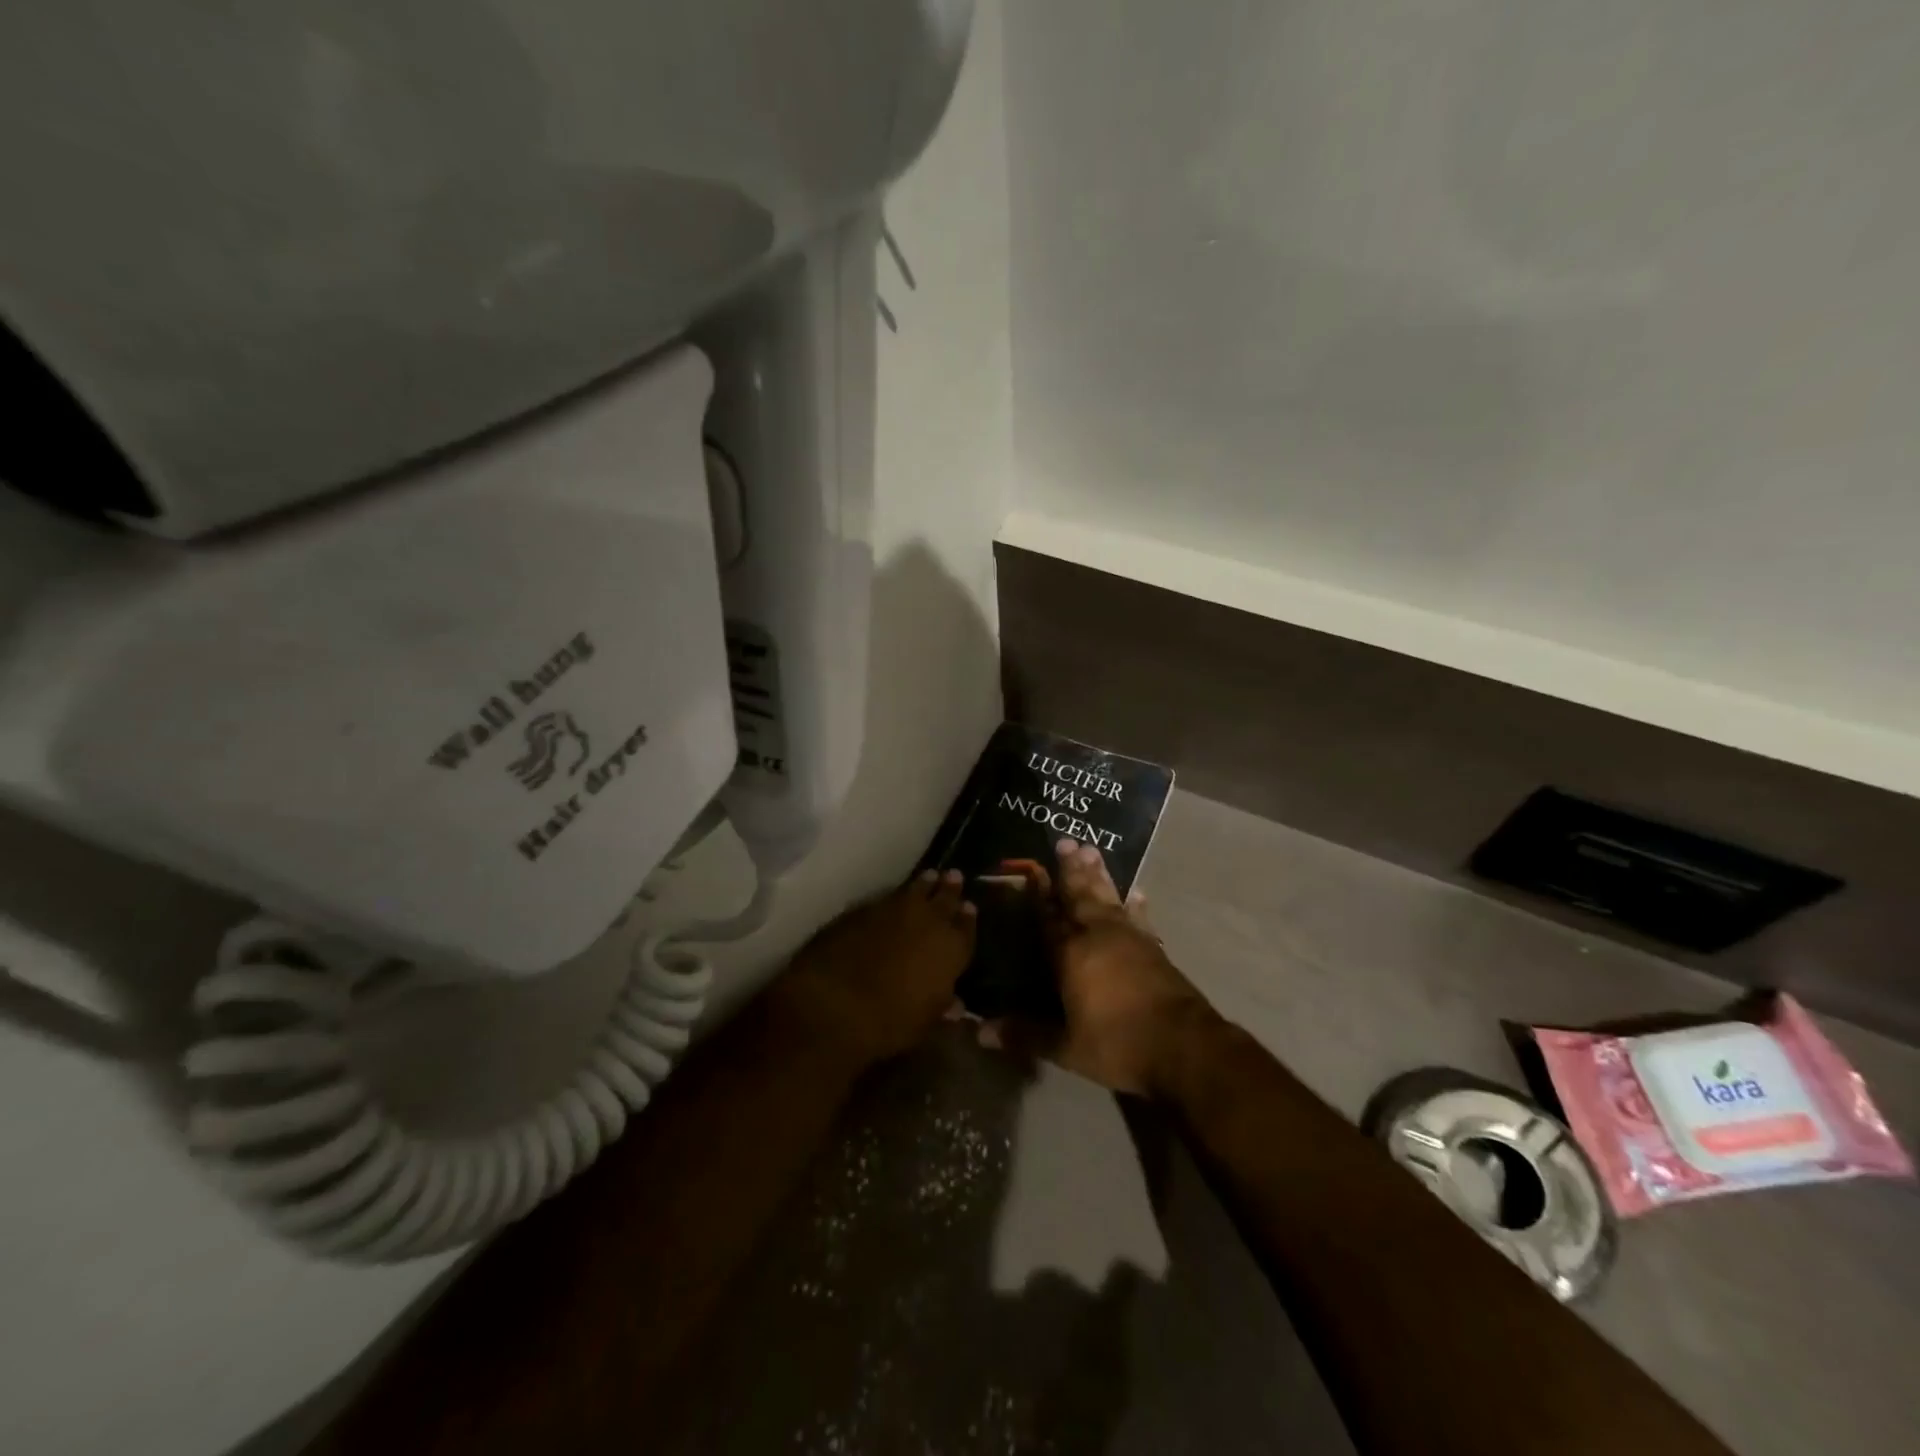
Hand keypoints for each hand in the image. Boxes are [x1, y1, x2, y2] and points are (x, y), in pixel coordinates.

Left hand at [782, 870, 976, 1065]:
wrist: (837, 1001)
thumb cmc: (891, 1021)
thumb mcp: (925, 1025)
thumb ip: (944, 1011)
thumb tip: (957, 1005)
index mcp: (952, 948)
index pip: (966, 927)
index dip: (968, 918)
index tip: (969, 906)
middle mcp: (930, 921)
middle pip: (945, 898)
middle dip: (950, 889)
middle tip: (954, 876)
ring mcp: (896, 910)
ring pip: (917, 889)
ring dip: (925, 884)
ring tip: (930, 876)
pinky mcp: (866, 908)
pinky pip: (889, 896)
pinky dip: (896, 896)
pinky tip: (896, 897)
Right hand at [993, 839, 1216, 1095]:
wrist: (1183, 1046)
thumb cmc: (1118, 1044)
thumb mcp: (1066, 1047)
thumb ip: (1025, 1035)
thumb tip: (979, 1032)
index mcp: (1070, 954)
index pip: (1048, 917)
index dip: (1040, 894)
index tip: (1033, 869)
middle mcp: (1098, 936)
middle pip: (1080, 895)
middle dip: (1071, 869)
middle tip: (1067, 841)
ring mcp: (1130, 938)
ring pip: (1108, 898)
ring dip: (1099, 875)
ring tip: (1093, 850)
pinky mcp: (1154, 948)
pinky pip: (1139, 917)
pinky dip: (1135, 904)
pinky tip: (1137, 893)